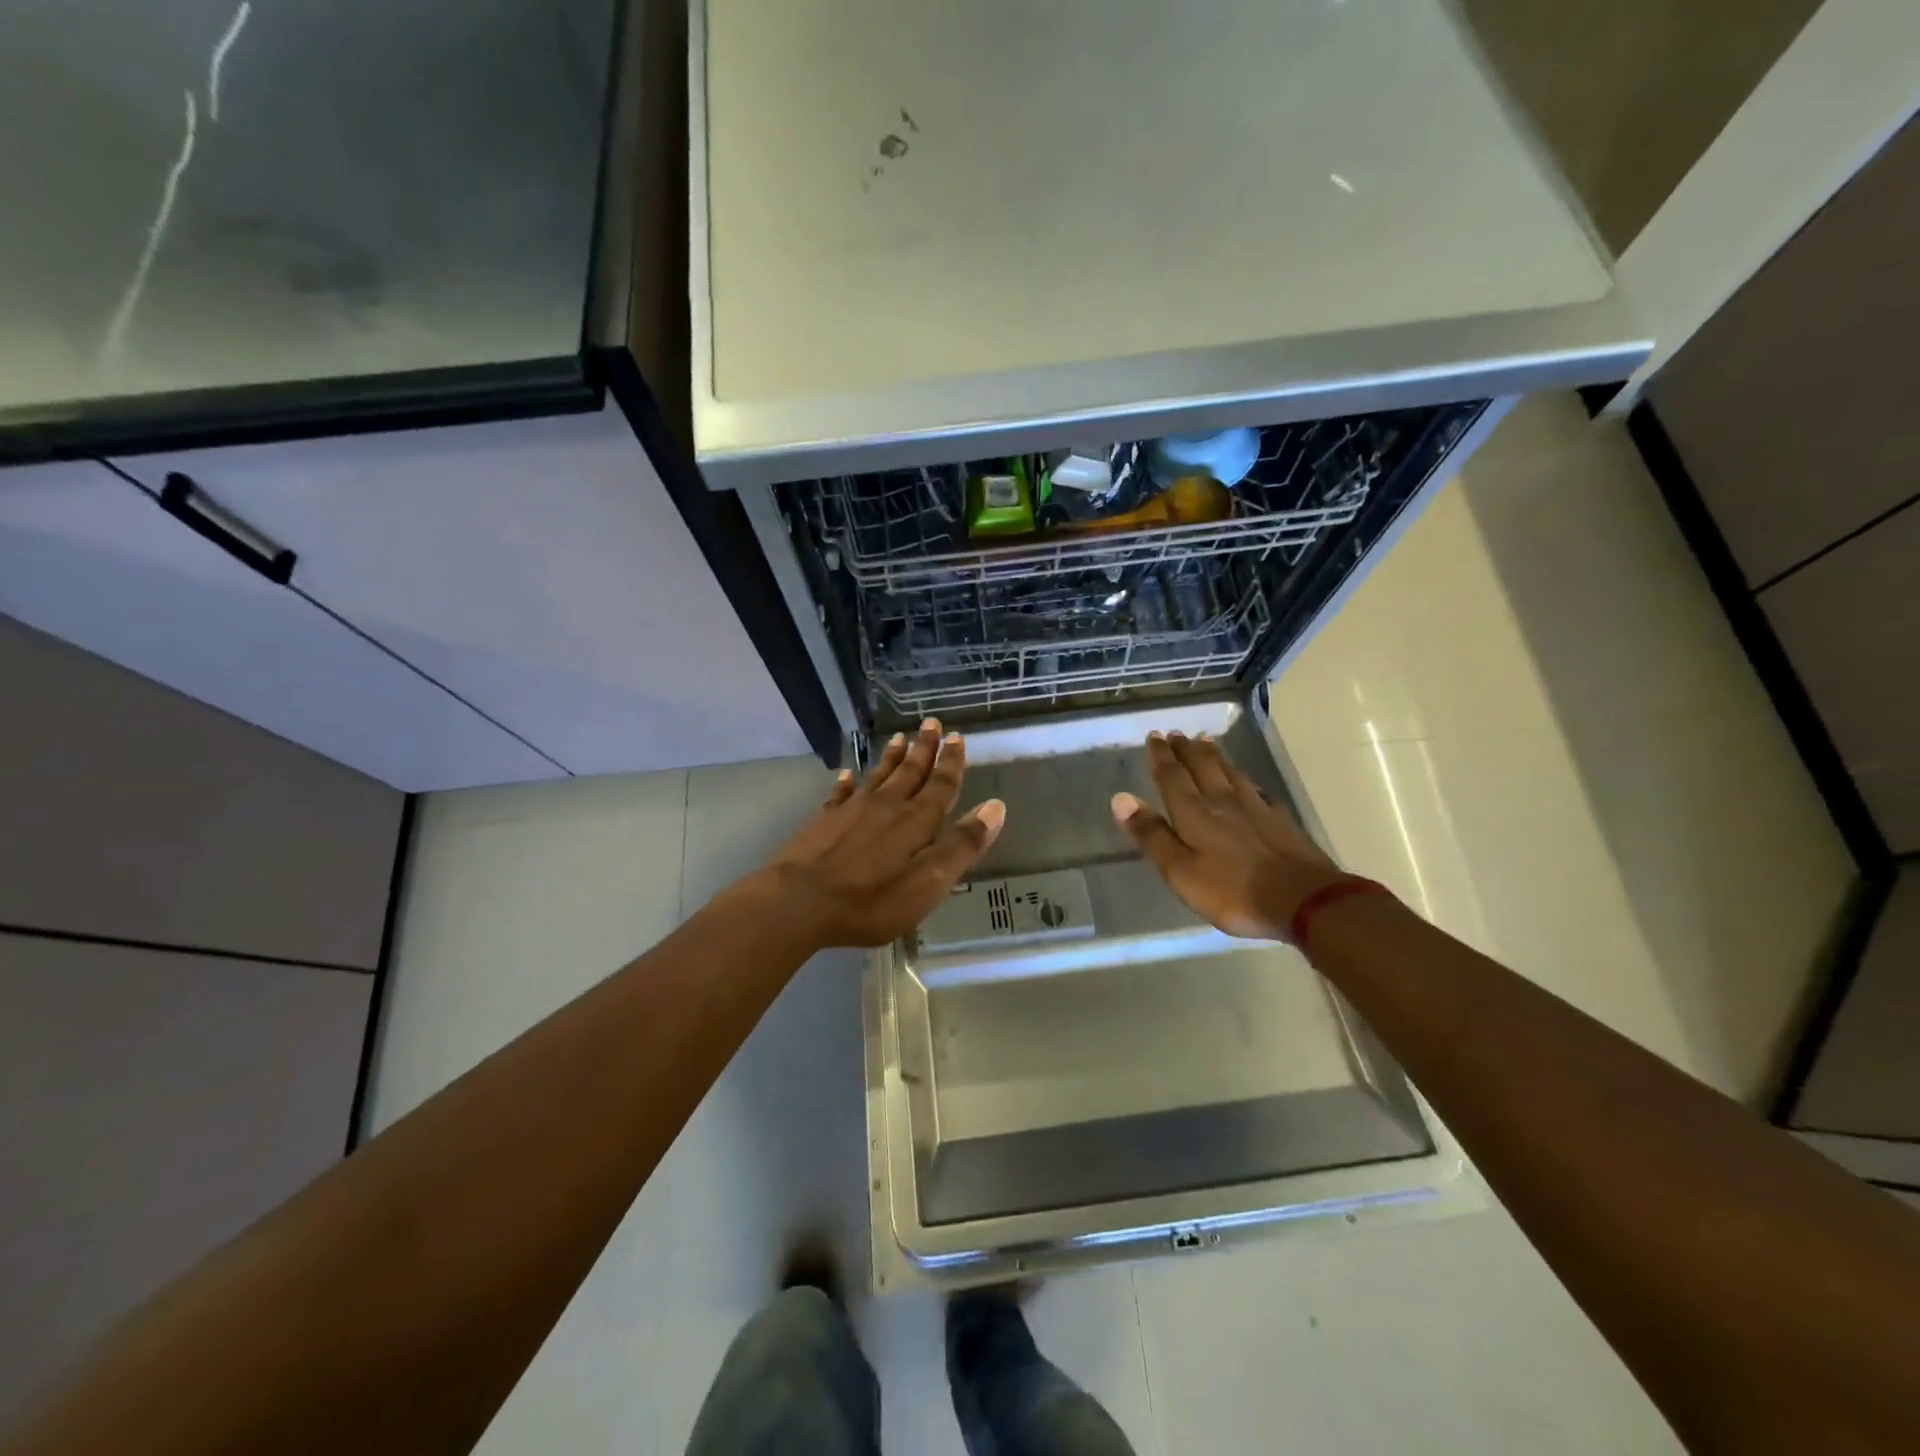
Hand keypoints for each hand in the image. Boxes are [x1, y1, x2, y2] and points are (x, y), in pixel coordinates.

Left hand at [749, 719, 1005, 948]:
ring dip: (892, 757)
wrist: (800, 902)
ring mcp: (852, 810)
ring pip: (878, 776)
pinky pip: (841, 793)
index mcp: (916, 821)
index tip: (957, 737)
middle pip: (910, 771)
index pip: (941, 785)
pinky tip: (848, 774)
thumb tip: (995, 807)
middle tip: (931, 723)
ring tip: (899, 737)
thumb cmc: (872, 900)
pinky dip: (847, 782)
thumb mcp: (929, 881)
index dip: (951, 762)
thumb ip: (962, 845)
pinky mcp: (824, 821)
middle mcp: (887, 806)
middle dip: (924, 748)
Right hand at [1112, 730, 1343, 940]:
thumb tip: (1121, 798)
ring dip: (1214, 756)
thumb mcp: (1180, 871)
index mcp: (1195, 814)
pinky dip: (1245, 779)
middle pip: (1202, 768)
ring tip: (1206, 741)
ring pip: (1230, 773)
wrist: (1302, 900)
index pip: (1173, 777)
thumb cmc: (1232, 891)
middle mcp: (1223, 802)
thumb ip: (1152, 835)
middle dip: (1186, 750)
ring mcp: (1256, 809)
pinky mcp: (1280, 821)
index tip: (1154, 736)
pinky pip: (1257, 790)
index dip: (1161, 757)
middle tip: (1176, 734)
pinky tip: (1247, 781)